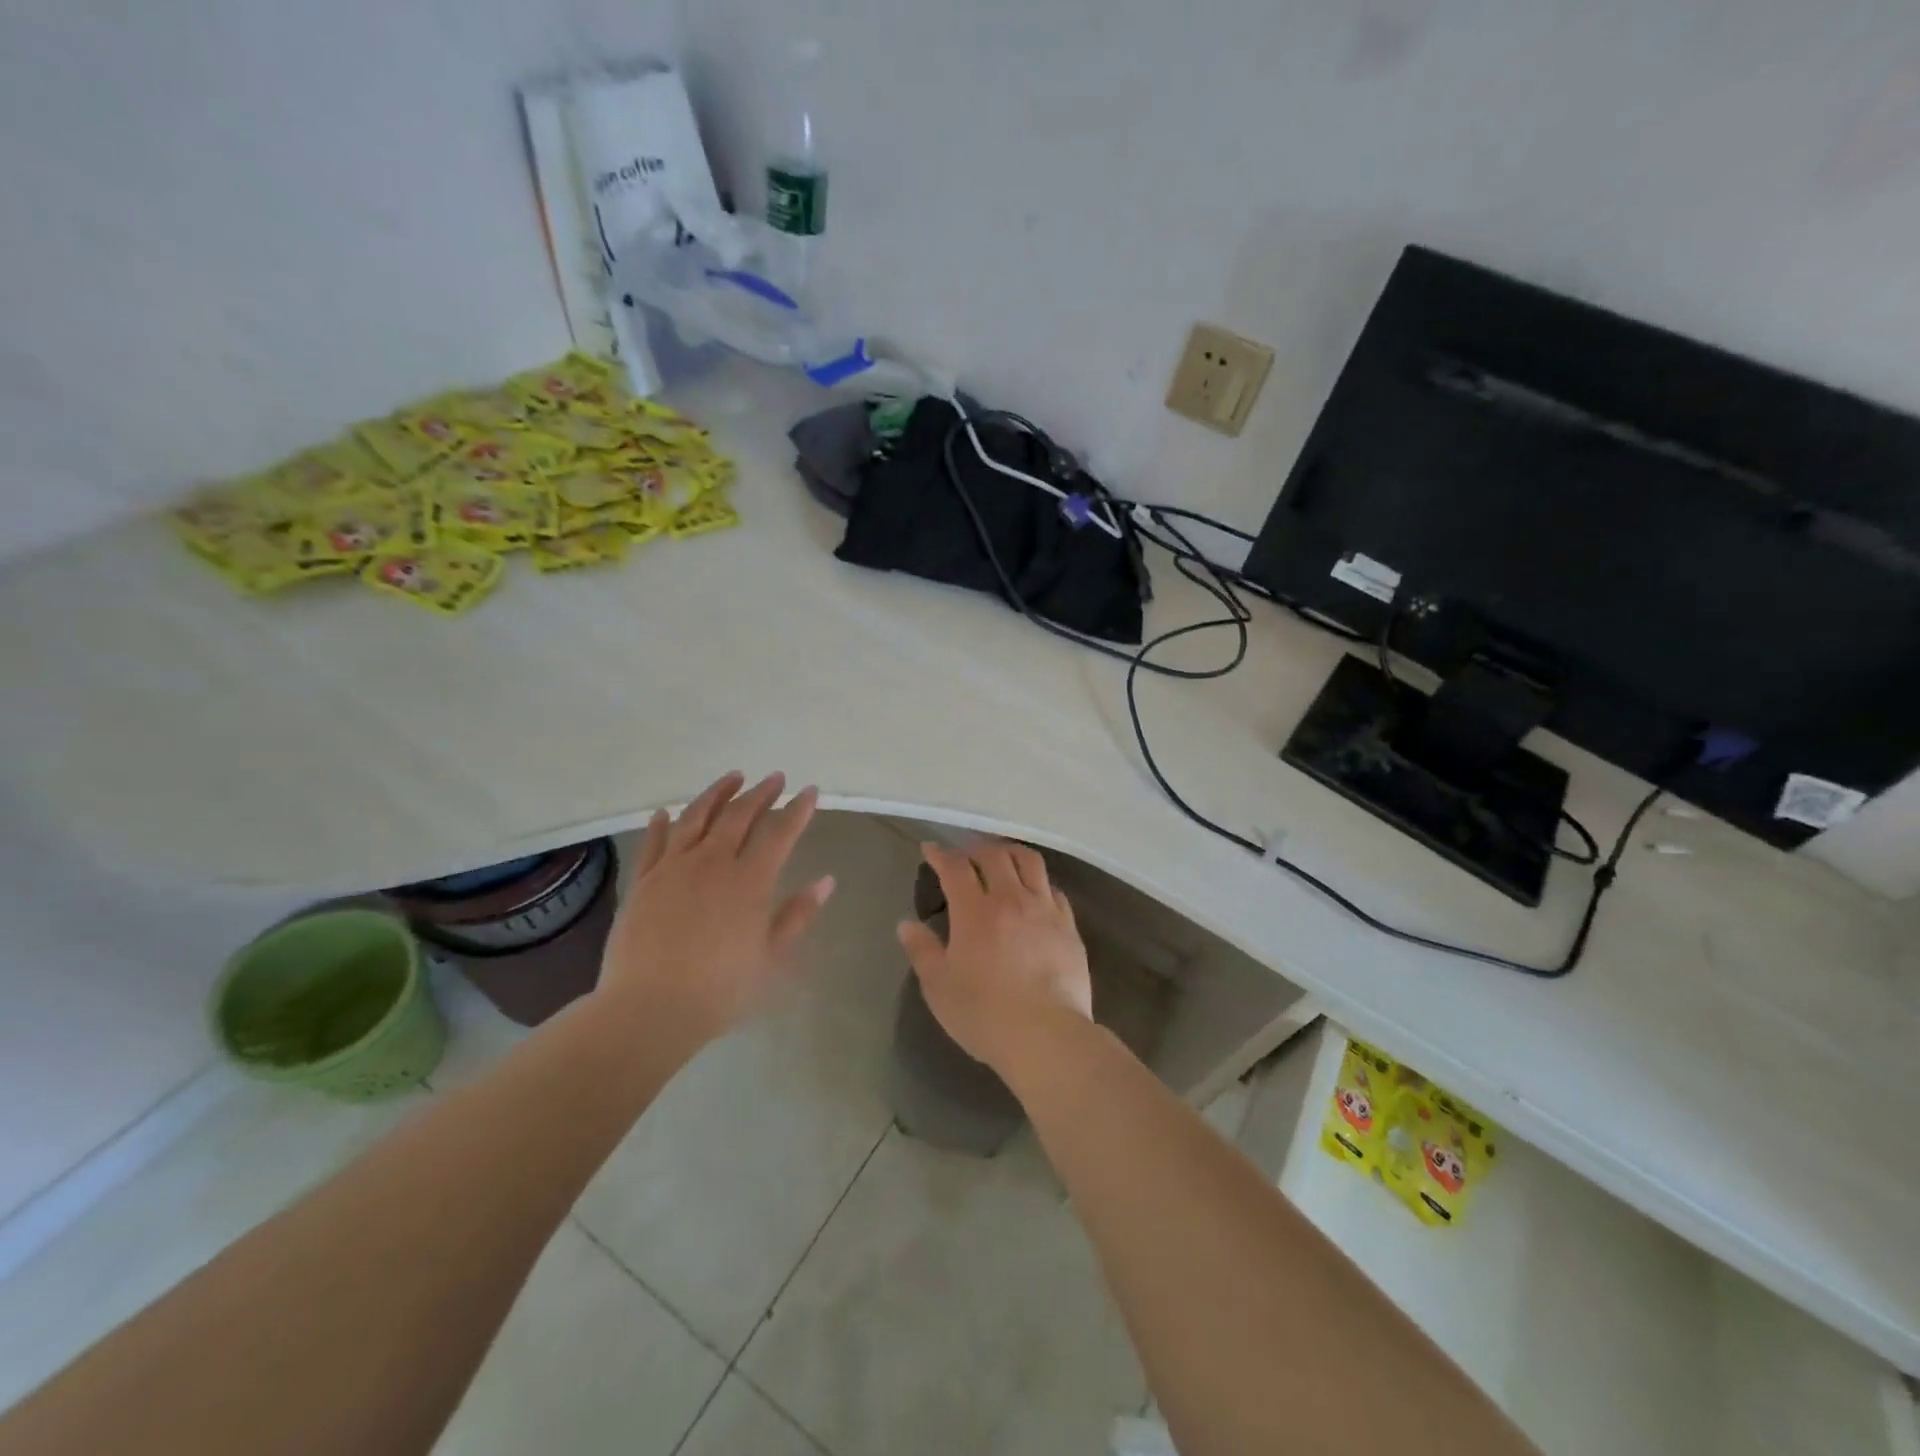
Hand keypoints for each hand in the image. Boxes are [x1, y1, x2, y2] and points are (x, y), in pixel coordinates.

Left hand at [600, 771, 835, 1049]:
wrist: (648, 1010)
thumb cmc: (720, 990)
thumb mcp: (771, 957)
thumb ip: (797, 915)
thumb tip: (826, 881)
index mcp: (750, 881)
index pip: (780, 833)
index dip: (797, 809)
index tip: (809, 790)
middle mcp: (712, 863)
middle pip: (739, 815)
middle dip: (761, 793)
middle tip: (775, 778)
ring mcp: (673, 868)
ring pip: (696, 817)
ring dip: (717, 793)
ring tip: (733, 777)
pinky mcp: (642, 882)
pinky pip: (654, 843)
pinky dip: (662, 823)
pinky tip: (667, 812)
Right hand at [896, 840, 1092, 1073]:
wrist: (1046, 1035)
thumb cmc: (984, 1014)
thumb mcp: (939, 986)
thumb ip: (922, 950)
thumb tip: (906, 924)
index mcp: (975, 911)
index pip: (956, 867)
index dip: (941, 854)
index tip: (931, 849)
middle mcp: (1011, 899)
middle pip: (994, 855)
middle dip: (975, 848)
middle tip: (965, 855)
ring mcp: (1044, 910)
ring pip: (1030, 862)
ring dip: (1010, 853)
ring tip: (1001, 859)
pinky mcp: (1069, 926)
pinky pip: (1054, 889)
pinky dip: (1038, 881)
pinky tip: (1033, 892)